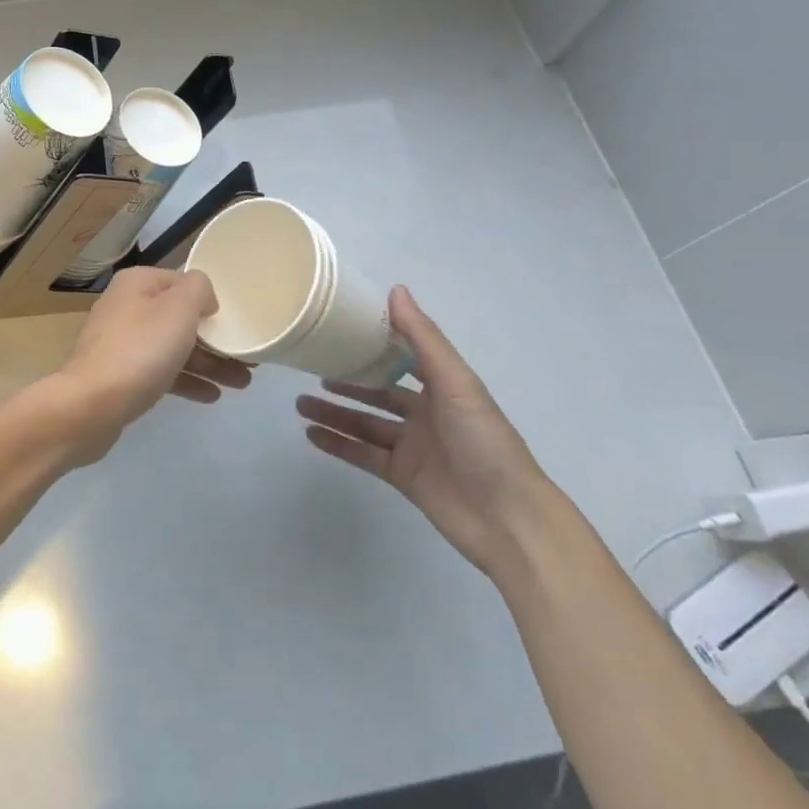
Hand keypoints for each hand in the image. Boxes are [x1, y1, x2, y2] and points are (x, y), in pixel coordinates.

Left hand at [52, 267, 252, 464]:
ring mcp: (121, 342)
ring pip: (173, 347)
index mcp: (138, 283)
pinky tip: (211, 395)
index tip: (238, 322)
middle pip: (180, 317)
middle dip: (215, 338)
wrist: (89, 405)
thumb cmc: (139, 350)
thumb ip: (199, 289)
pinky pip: (161, 371)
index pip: (184, 282)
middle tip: (249, 359)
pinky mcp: (120, 375)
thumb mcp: (179, 309)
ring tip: (242, 383)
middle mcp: (127, 306)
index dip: (212, 300)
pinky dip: (186, 380)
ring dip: (208, 363)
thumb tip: (203, 297)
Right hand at [296, 286, 551, 578]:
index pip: (403, 357)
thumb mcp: (457, 382)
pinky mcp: (403, 476)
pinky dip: (338, 445)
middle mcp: (426, 413)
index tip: (340, 329)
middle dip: (346, 380)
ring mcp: (413, 447)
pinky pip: (363, 455)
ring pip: (365, 423)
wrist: (509, 519)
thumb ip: (423, 338)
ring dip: (334, 413)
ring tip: (299, 403)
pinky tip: (311, 434)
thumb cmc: (485, 441)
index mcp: (443, 386)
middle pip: (377, 391)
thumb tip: (396, 289)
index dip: (375, 343)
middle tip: (309, 368)